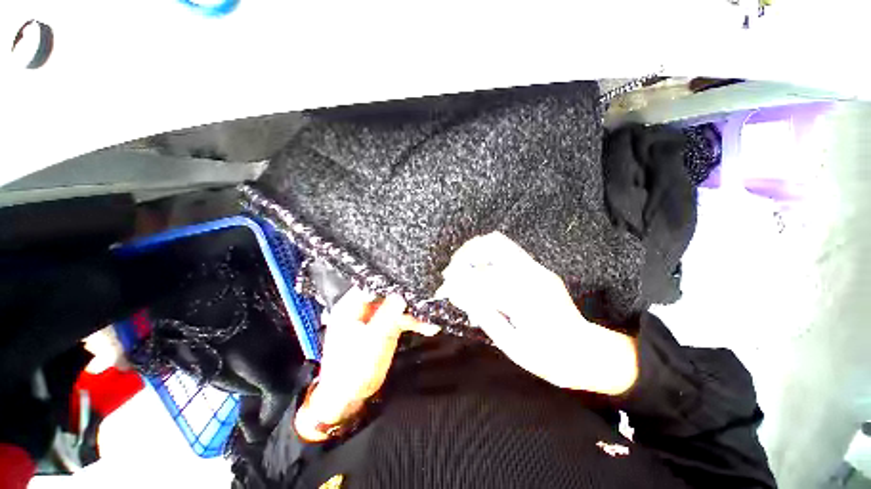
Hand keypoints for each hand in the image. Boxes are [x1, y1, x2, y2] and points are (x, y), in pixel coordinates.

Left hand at [294, 288, 438, 441]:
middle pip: (387, 295)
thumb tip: (401, 294)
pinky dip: (413, 323)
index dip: (391, 281)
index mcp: (351, 307)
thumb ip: (388, 315)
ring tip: (430, 321)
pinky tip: (428, 327)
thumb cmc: (353, 369)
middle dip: (407, 298)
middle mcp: (363, 309)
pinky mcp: (383, 328)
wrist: (348, 399)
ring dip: (413, 313)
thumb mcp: (372, 341)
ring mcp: (374, 318)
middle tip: (426, 300)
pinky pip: (400, 320)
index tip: (411, 280)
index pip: (373, 285)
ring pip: (396, 307)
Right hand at [436, 232, 637, 394]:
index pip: (482, 277)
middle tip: (451, 272)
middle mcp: (532, 274)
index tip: (445, 290)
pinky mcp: (538, 269)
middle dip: (465, 255)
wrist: (587, 353)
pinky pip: (507, 252)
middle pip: (492, 245)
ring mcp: (537, 268)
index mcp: (526, 296)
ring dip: (475, 252)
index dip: (459, 281)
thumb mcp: (515, 347)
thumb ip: (487, 317)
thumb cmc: (550, 358)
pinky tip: (479, 272)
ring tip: (461, 268)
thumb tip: (461, 297)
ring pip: (499, 243)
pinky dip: (487, 257)